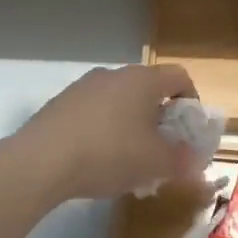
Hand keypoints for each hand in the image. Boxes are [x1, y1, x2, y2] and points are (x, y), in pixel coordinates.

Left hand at [17, 64, 205, 202]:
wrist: (41, 162)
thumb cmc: (109, 154)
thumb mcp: (156, 163)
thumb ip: (182, 161)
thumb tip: (196, 161)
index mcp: (142, 80)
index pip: (179, 77)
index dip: (192, 101)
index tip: (190, 130)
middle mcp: (113, 75)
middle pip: (148, 90)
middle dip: (160, 118)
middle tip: (162, 149)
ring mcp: (82, 87)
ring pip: (119, 102)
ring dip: (131, 125)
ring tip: (129, 160)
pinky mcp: (59, 105)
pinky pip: (94, 113)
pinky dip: (104, 131)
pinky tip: (97, 160)